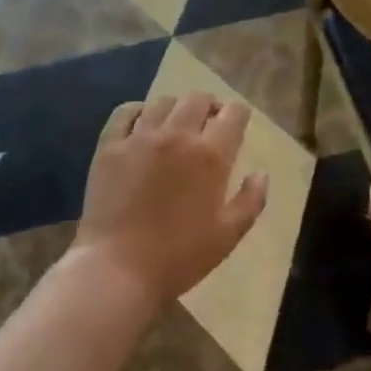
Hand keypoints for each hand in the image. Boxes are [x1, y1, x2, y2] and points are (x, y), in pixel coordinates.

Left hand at [70, 94, 267, 317]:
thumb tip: (260, 172)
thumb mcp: (229, 235)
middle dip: (210, 105)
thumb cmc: (180, 257)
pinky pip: (125, 112)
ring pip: (163, 102)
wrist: (118, 270)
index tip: (239, 120)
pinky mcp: (109, 146)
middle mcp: (176, 135)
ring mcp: (139, 137)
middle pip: (198, 100)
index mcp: (210, 155)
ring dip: (177, 108)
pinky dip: (139, 110)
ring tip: (177, 123)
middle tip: (210, 120)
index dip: (239, 113)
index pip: (233, 114)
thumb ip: (251, 200)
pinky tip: (143, 121)